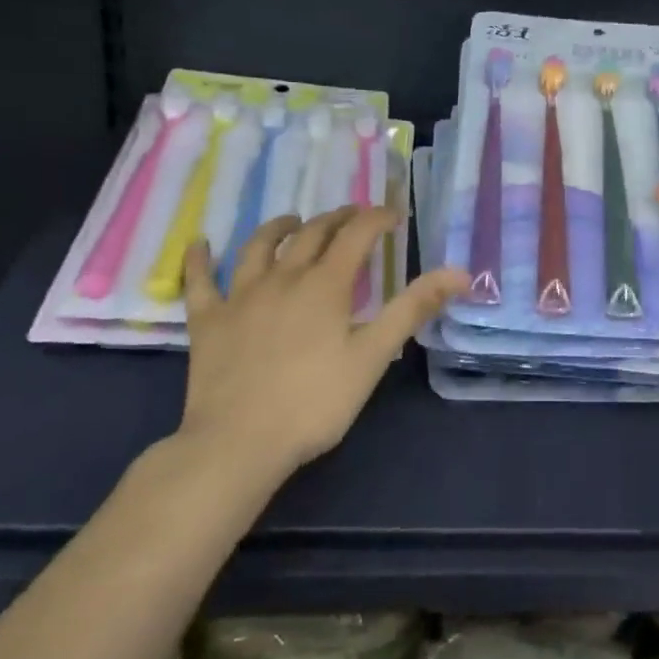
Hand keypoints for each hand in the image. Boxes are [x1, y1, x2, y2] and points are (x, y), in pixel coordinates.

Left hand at [179, 207, 467, 479]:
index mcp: (326, 285)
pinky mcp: (208, 322)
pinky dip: (199, 259)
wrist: (239, 442)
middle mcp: (283, 278)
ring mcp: (240, 297)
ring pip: (259, 247)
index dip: (377, 218)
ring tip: (294, 220)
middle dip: (338, 219)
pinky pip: (200, 282)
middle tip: (354, 216)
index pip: (357, 235)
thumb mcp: (373, 355)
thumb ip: (413, 308)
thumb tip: (459, 272)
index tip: (394, 216)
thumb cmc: (315, 401)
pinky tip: (199, 243)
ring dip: (280, 227)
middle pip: (312, 234)